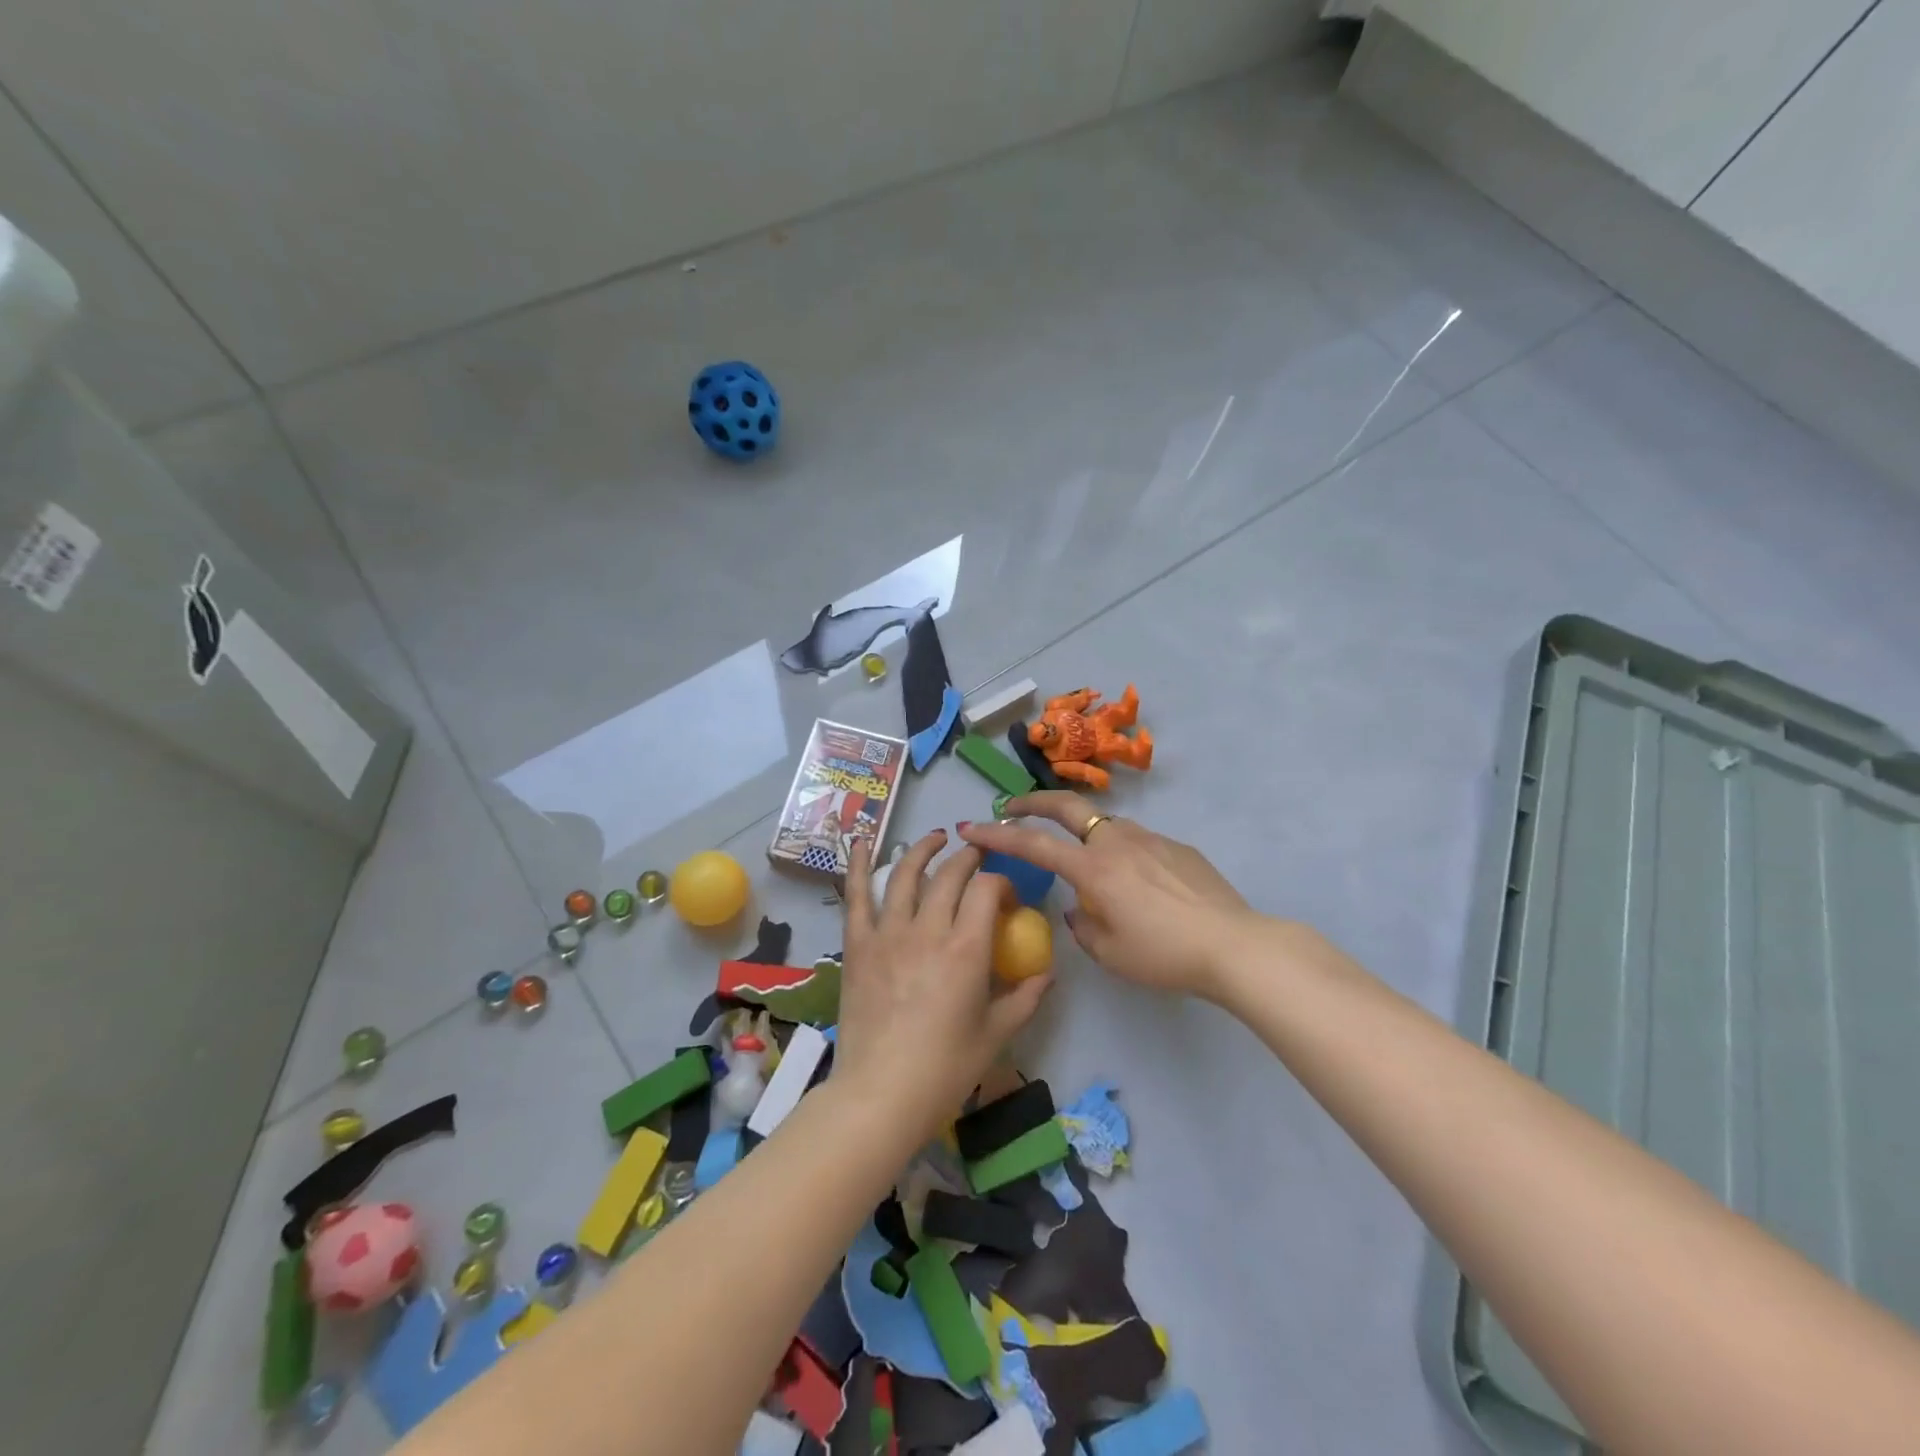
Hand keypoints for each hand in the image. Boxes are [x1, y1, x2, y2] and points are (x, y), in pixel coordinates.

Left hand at [835, 830, 1051, 1138]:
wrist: (880, 1095)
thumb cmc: (944, 1069)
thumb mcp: (996, 1035)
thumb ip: (1025, 998)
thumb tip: (1047, 972)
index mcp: (966, 948)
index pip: (987, 888)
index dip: (1001, 882)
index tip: (1007, 897)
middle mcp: (928, 929)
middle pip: (951, 874)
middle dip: (970, 858)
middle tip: (978, 858)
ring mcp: (888, 933)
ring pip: (907, 874)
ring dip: (924, 849)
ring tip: (936, 838)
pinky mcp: (858, 945)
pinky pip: (857, 896)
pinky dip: (861, 864)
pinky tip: (865, 841)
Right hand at [959, 792, 1260, 999]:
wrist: (1234, 944)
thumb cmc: (1164, 955)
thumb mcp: (1111, 953)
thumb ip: (1083, 926)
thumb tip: (1078, 908)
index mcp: (1093, 869)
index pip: (1034, 845)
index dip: (997, 835)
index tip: (971, 827)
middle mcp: (1116, 842)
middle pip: (1065, 807)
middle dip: (1032, 802)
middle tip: (1011, 807)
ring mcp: (1149, 838)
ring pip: (1104, 823)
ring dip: (1081, 830)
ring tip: (1082, 859)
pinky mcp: (1176, 846)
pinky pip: (1136, 841)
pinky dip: (1119, 850)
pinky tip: (1136, 882)